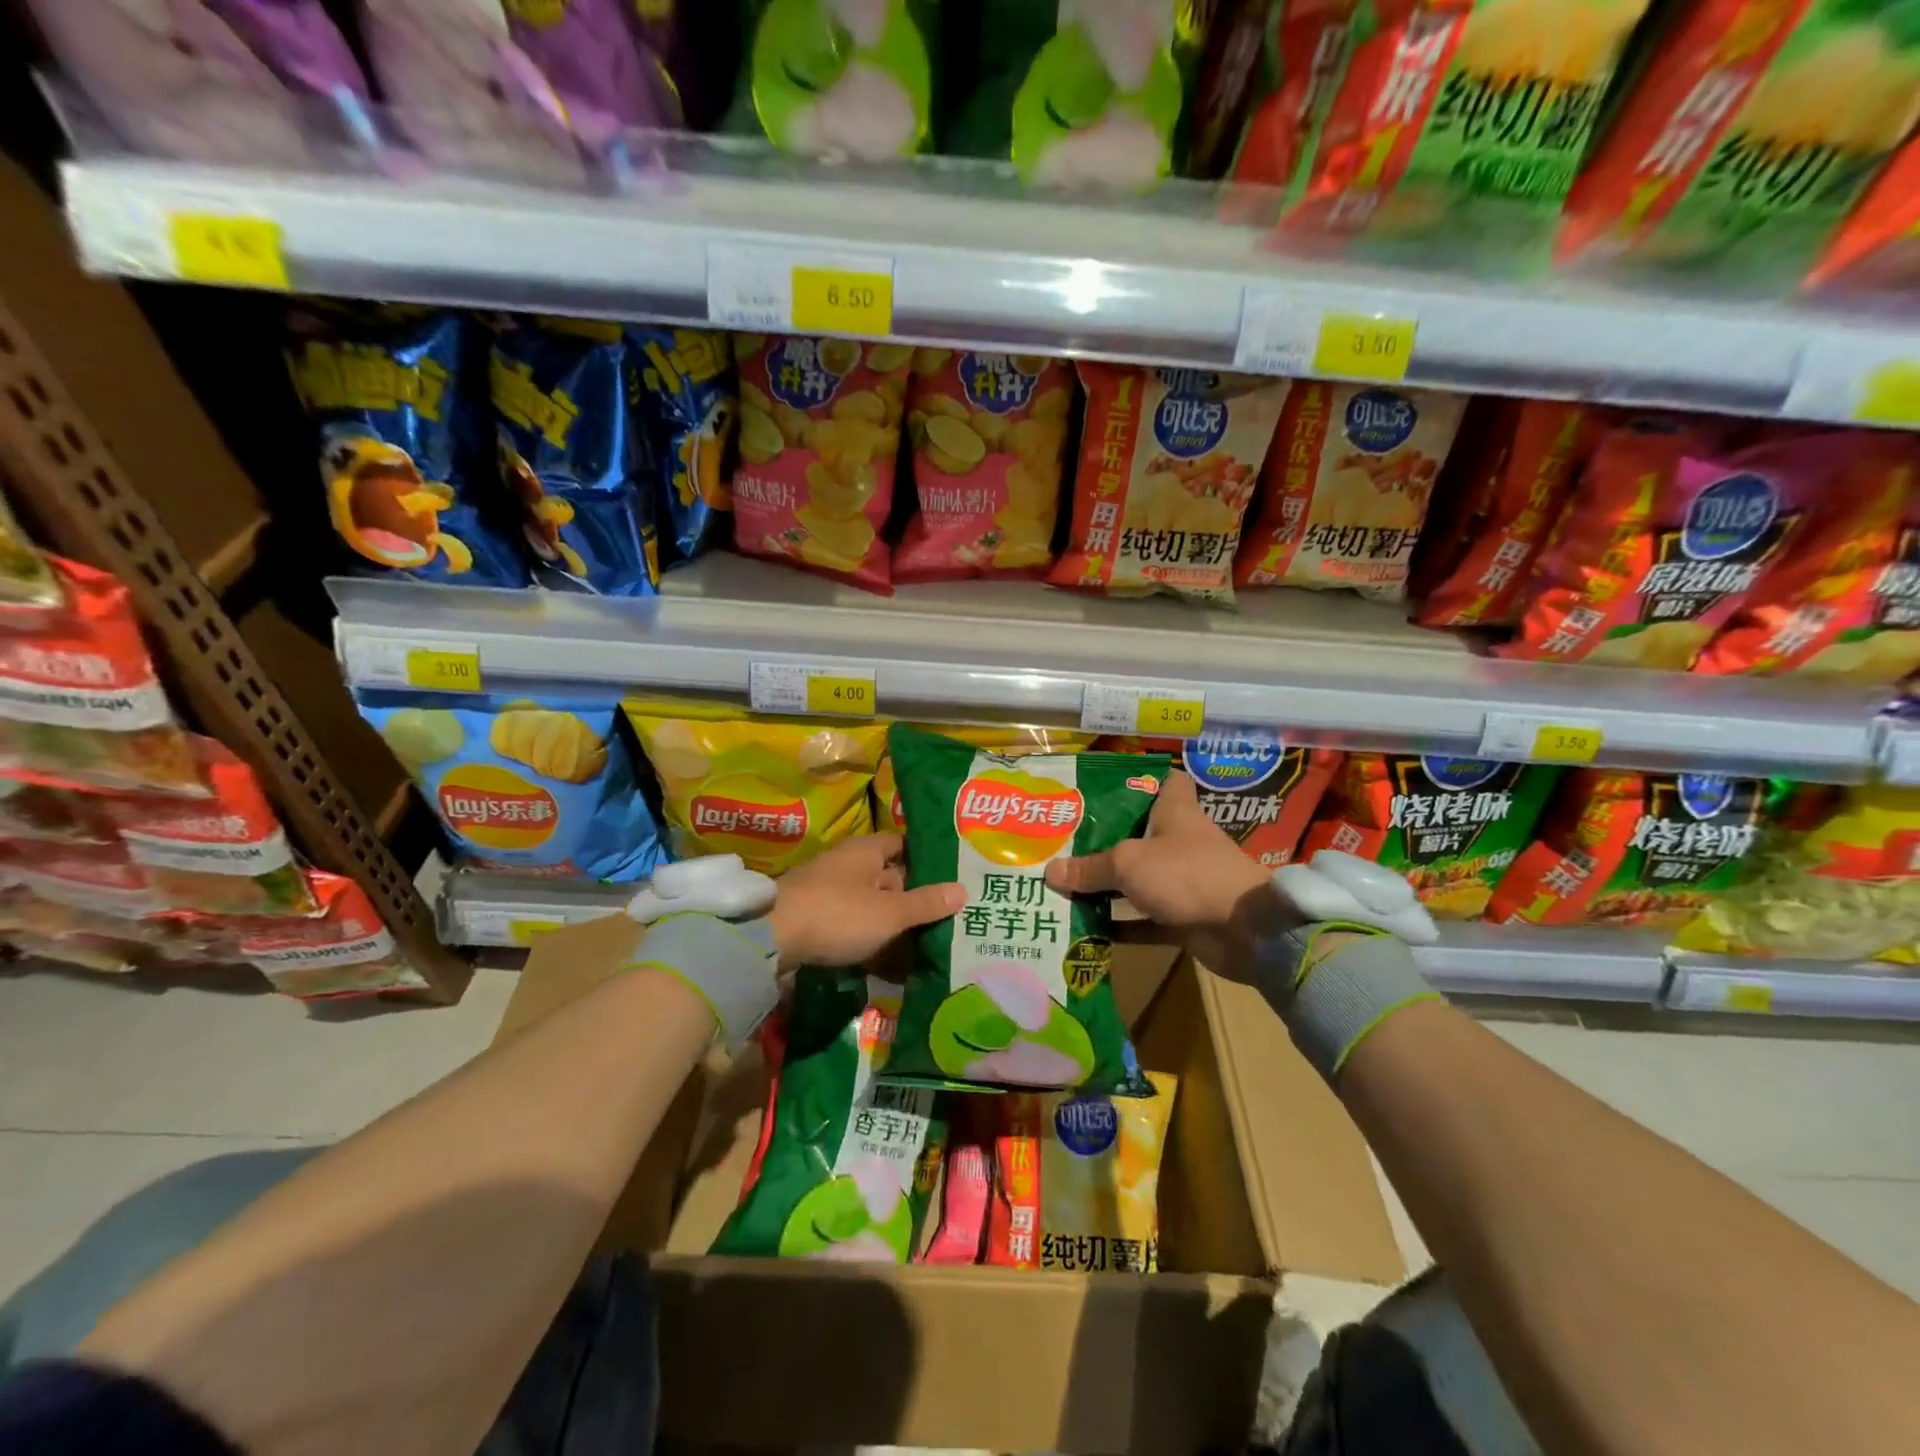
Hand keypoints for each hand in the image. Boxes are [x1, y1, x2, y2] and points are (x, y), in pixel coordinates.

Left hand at [769, 833, 964, 970]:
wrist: (772, 938)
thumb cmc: (839, 914)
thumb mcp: (890, 912)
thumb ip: (926, 903)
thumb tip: (963, 890)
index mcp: (866, 851)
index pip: (902, 845)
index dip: (925, 859)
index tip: (950, 877)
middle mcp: (847, 864)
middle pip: (888, 878)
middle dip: (912, 899)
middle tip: (945, 919)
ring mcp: (828, 892)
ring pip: (870, 906)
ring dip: (891, 926)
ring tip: (923, 948)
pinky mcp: (815, 919)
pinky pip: (852, 926)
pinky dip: (869, 942)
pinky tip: (888, 965)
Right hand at [1044, 772, 1274, 962]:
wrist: (1245, 930)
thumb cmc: (1186, 873)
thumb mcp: (1128, 863)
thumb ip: (1089, 868)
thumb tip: (1050, 872)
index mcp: (1174, 812)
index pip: (1164, 781)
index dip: (1139, 779)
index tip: (1105, 787)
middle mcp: (1179, 842)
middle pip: (1139, 834)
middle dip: (1104, 840)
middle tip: (1063, 843)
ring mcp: (1183, 881)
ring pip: (1138, 880)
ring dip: (1107, 887)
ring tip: (1064, 886)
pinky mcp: (1184, 917)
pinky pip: (1145, 920)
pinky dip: (1121, 926)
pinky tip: (1087, 928)